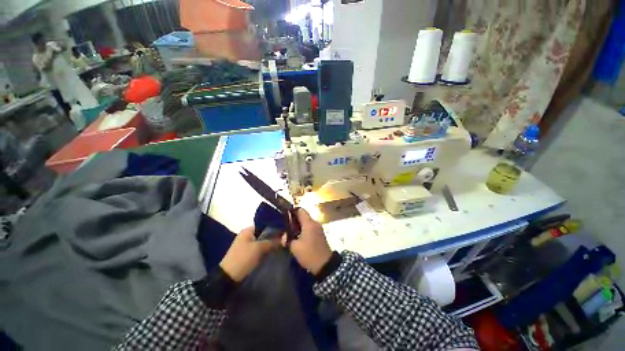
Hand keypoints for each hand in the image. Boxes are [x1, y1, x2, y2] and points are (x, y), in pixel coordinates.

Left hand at [220, 227, 279, 281]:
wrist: (228, 277)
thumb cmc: (243, 258)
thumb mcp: (259, 248)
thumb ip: (271, 242)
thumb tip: (283, 238)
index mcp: (247, 231)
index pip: (263, 224)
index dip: (273, 227)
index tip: (283, 230)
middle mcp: (247, 236)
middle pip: (263, 234)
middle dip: (272, 236)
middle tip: (284, 239)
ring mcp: (247, 245)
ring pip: (262, 242)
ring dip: (269, 244)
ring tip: (281, 245)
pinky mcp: (247, 254)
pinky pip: (259, 249)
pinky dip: (265, 250)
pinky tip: (274, 252)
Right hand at [283, 209, 332, 274]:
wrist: (325, 265)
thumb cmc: (309, 254)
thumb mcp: (295, 248)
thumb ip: (287, 239)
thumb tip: (284, 235)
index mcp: (309, 223)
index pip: (300, 210)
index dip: (292, 212)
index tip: (285, 217)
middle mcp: (315, 223)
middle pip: (303, 216)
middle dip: (294, 220)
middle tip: (286, 227)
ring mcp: (318, 228)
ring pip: (307, 222)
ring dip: (299, 226)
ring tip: (291, 233)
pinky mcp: (320, 234)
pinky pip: (310, 228)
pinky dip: (304, 230)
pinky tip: (298, 237)